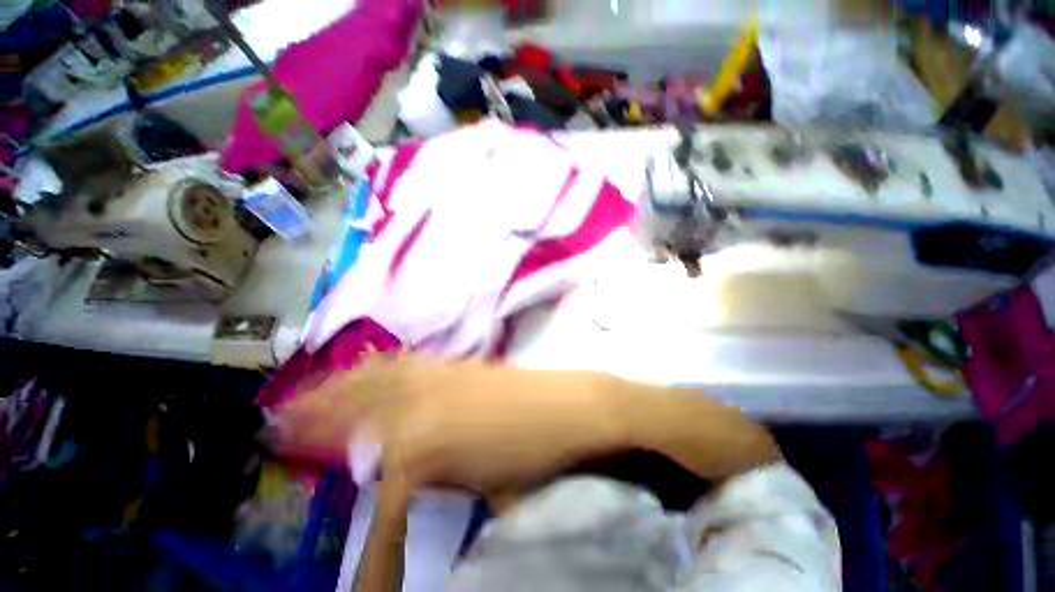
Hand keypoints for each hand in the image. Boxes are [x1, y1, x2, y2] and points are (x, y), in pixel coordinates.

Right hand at [271, 352, 627, 494]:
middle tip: (278, 416)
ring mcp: (441, 373)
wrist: (567, 407)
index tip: (281, 449)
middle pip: (355, 405)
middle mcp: (421, 399)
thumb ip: (421, 473)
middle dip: (313, 412)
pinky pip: (408, 362)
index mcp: (420, 441)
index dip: (317, 456)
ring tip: (309, 389)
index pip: (355, 453)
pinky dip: (380, 366)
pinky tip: (369, 365)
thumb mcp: (471, 484)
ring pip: (377, 376)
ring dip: (339, 384)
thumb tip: (388, 472)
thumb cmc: (527, 454)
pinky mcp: (457, 362)